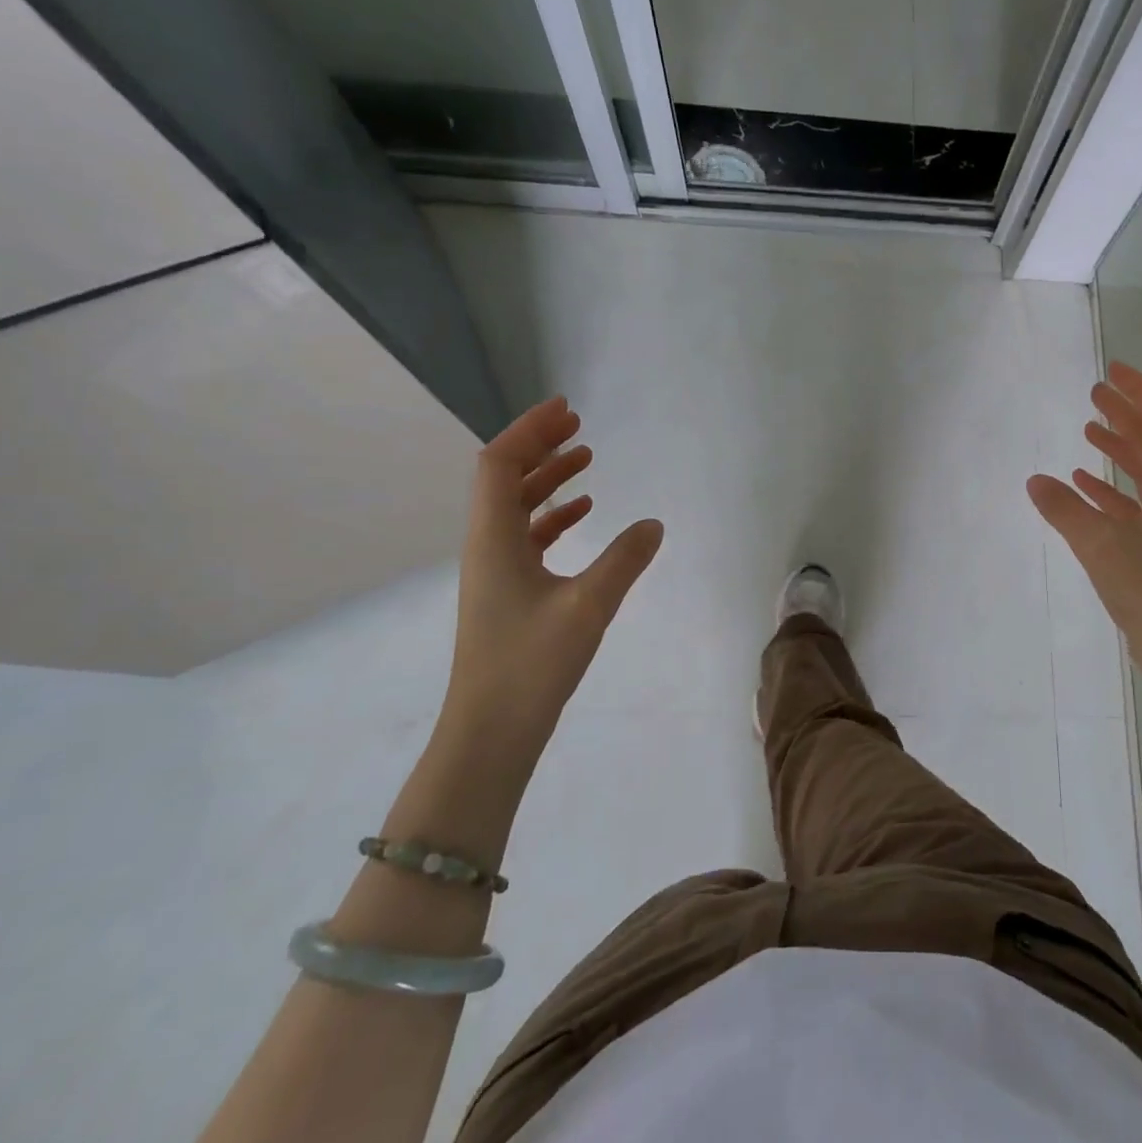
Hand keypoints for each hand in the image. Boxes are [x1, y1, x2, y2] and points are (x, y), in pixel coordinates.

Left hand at [441, 397, 662, 771]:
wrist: (490, 732)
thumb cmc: (532, 664)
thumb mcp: (588, 606)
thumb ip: (625, 560)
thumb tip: (655, 523)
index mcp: (493, 539)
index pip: (499, 463)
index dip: (529, 430)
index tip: (567, 409)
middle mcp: (486, 546)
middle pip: (504, 478)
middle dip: (539, 446)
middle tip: (579, 426)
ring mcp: (494, 571)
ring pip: (515, 507)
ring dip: (547, 479)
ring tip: (585, 460)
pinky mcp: (507, 593)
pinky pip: (526, 536)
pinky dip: (552, 515)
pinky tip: (583, 515)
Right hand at [1027, 362, 1141, 674]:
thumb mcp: (1102, 544)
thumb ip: (1065, 510)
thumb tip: (1035, 480)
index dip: (1139, 391)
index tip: (1112, 371)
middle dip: (1125, 415)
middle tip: (1094, 394)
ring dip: (1117, 449)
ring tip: (1087, 432)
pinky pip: (1132, 505)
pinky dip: (1108, 490)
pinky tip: (1082, 487)